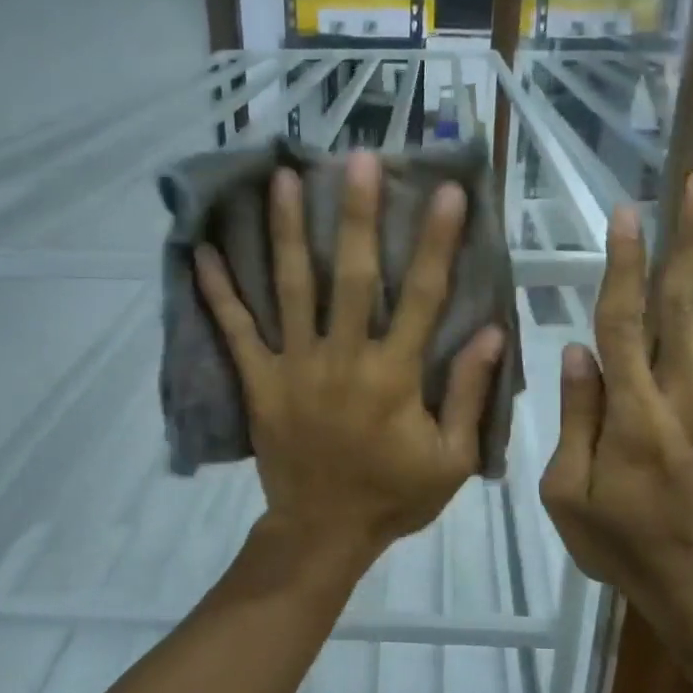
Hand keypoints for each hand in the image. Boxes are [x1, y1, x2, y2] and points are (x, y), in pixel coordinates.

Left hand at [194, 151, 505, 564]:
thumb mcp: (451, 459)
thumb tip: (489, 332)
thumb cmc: (393, 496)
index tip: (447, 193)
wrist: (324, 534)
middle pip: (353, 277)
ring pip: (291, 290)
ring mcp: (294, 368)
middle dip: (357, 216)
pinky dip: (218, 293)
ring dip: (287, 233)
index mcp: (394, 376)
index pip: (422, 297)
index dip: (437, 243)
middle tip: (355, 158)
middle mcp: (343, 359)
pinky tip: (202, 251)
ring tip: (281, 179)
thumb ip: (469, 395)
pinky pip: (236, 333)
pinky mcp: (259, 383)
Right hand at [539, 163, 692, 630]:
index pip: (623, 323)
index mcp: (631, 414)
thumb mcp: (565, 492)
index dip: (623, 265)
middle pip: (684, 304)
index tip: (627, 214)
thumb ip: (575, 418)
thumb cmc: (617, 539)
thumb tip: (577, 350)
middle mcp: (683, 395)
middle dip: (691, 237)